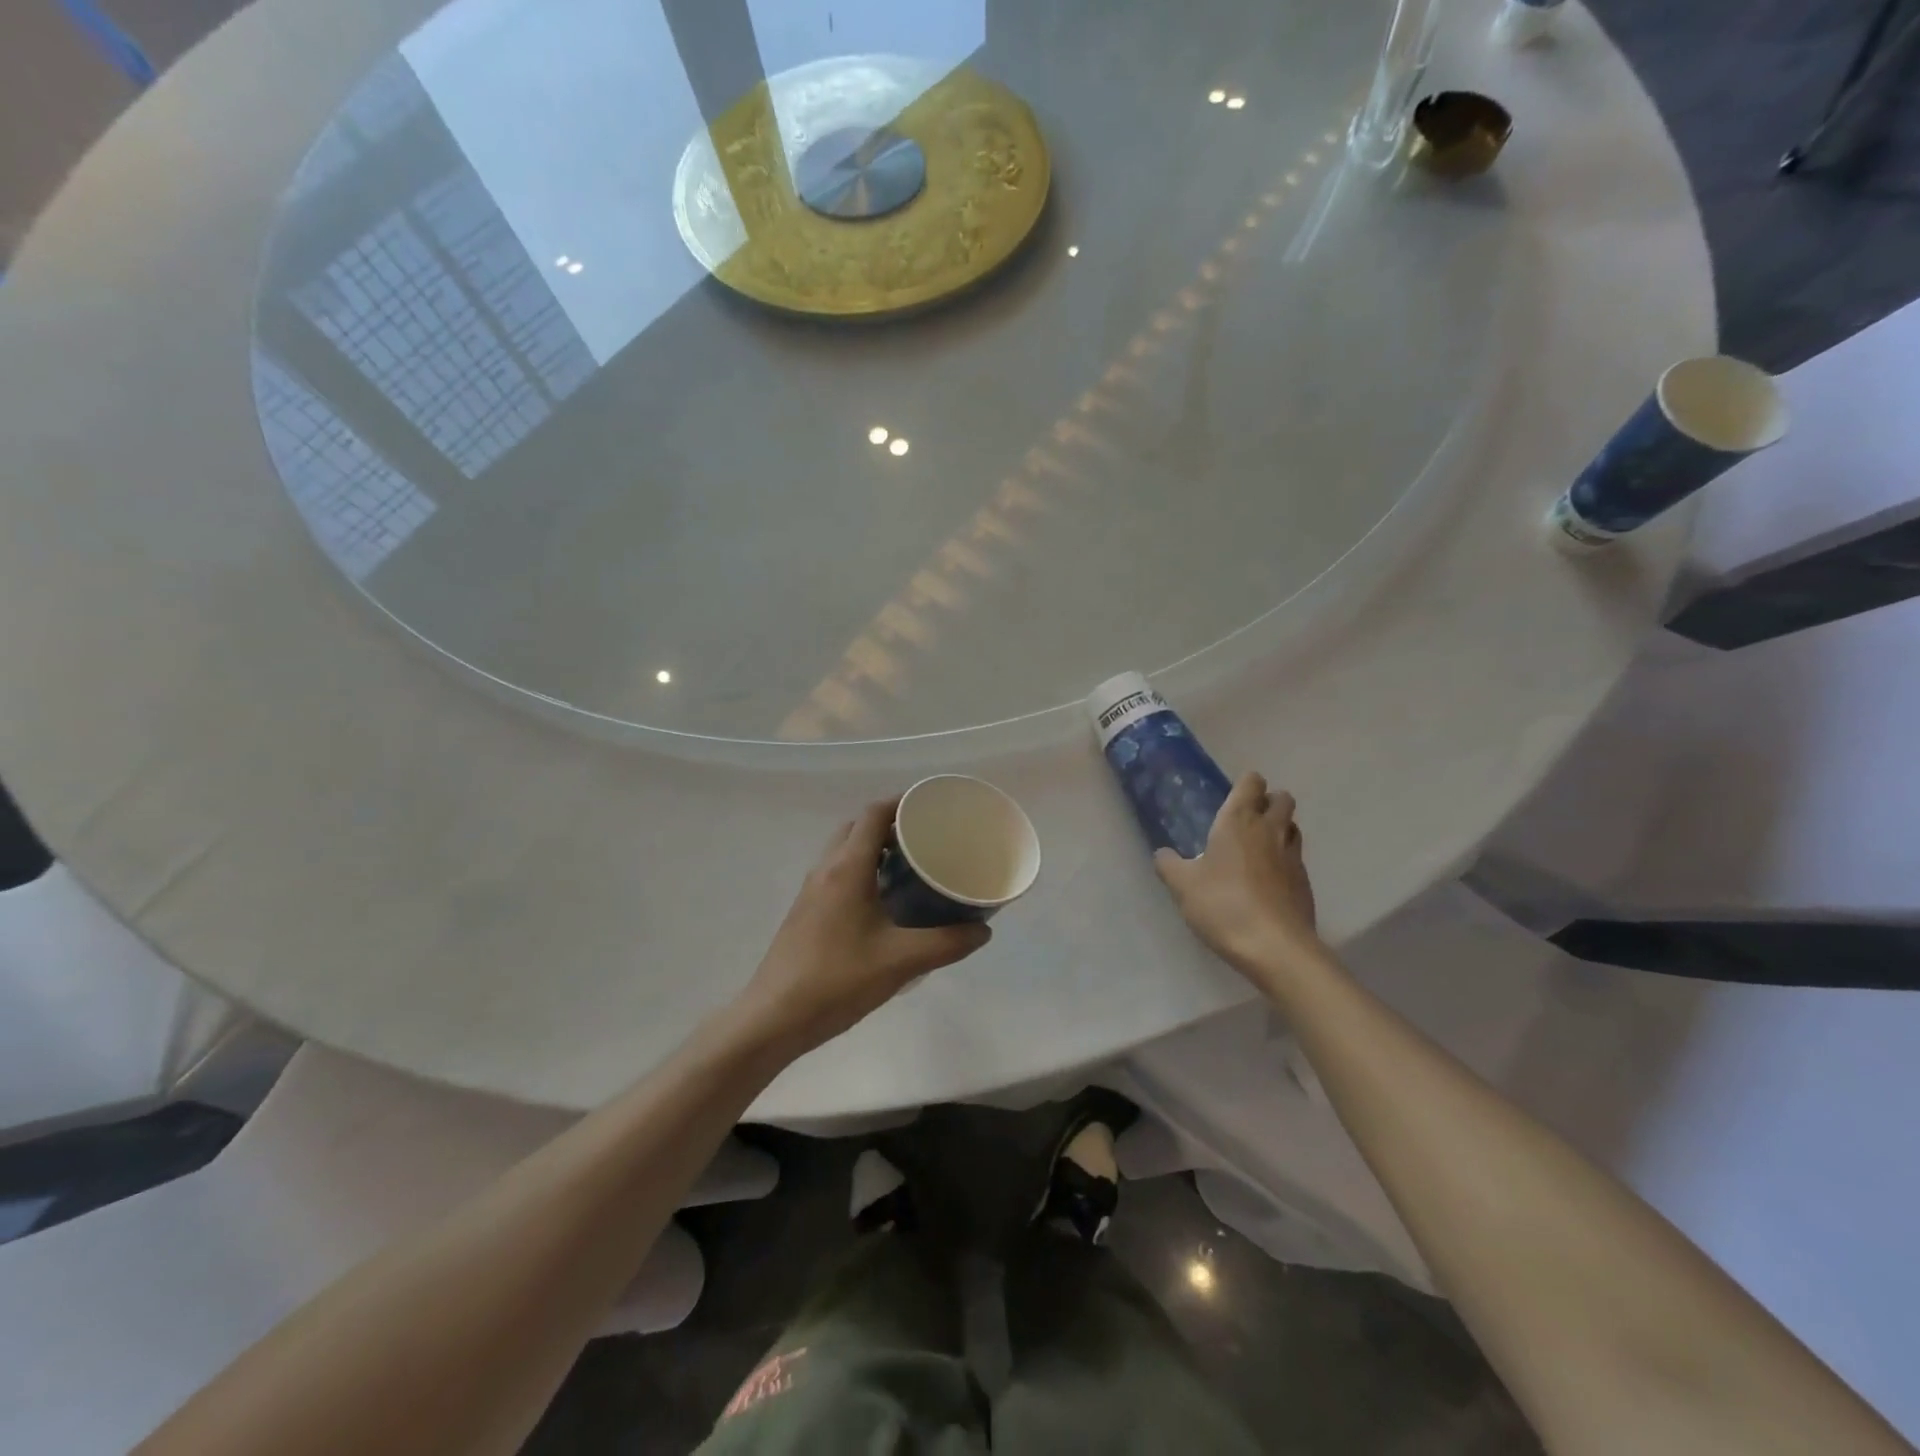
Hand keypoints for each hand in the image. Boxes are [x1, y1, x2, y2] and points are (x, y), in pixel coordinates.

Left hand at [739, 801, 991, 1055]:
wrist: (774, 1018)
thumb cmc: (838, 980)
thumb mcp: (901, 961)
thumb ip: (947, 943)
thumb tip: (983, 930)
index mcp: (847, 868)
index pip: (874, 814)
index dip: (902, 803)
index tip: (933, 808)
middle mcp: (826, 869)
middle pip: (858, 827)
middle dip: (890, 824)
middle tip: (925, 839)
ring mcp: (811, 891)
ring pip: (844, 851)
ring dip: (874, 848)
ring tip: (911, 867)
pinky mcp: (805, 912)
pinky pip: (837, 874)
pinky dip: (861, 871)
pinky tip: (884, 902)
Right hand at [1154, 772, 1318, 976]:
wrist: (1275, 947)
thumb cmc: (1223, 905)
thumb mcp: (1182, 886)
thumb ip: (1169, 865)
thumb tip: (1162, 854)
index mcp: (1239, 821)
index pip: (1252, 783)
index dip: (1245, 785)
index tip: (1231, 797)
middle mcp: (1270, 831)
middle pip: (1282, 799)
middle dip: (1269, 802)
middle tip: (1246, 820)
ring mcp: (1293, 857)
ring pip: (1293, 827)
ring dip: (1280, 829)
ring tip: (1258, 848)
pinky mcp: (1305, 883)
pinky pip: (1296, 859)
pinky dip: (1284, 862)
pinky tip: (1267, 882)